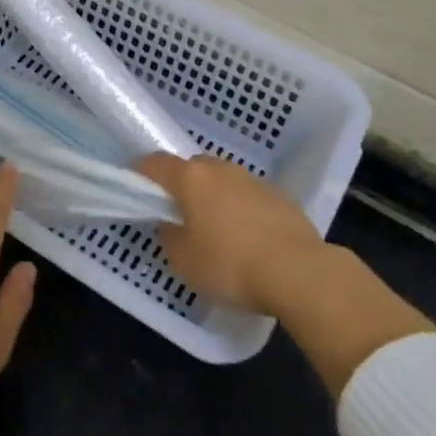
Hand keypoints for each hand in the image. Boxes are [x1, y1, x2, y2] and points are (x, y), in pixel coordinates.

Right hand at [140, 153, 434, 392]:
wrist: (300, 272)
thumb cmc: (231, 266)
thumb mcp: (185, 261)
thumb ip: (169, 236)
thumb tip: (170, 223)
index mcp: (192, 179)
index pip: (156, 163)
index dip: (141, 174)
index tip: (135, 189)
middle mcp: (221, 169)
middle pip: (191, 168)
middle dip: (181, 186)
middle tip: (177, 215)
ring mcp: (254, 180)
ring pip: (223, 181)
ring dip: (213, 197)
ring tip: (214, 229)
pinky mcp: (280, 196)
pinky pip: (248, 196)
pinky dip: (240, 209)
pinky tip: (246, 237)